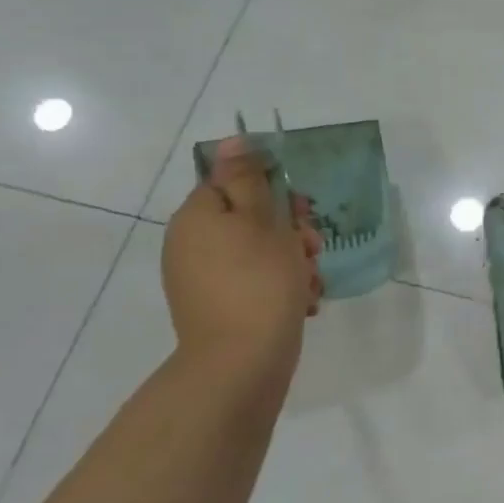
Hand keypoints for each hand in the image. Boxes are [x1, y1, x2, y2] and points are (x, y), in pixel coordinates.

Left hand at [162, 138, 323, 371]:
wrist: (243, 362)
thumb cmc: (260, 282)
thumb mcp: (262, 220)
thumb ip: (247, 178)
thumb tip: (231, 141)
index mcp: (197, 217)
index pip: (234, 183)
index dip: (273, 193)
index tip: (301, 211)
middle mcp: (192, 244)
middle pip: (250, 219)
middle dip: (291, 231)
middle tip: (311, 249)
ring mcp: (203, 279)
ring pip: (259, 253)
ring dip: (294, 262)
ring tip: (310, 283)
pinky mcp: (219, 307)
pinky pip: (255, 283)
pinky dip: (281, 288)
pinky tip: (303, 303)